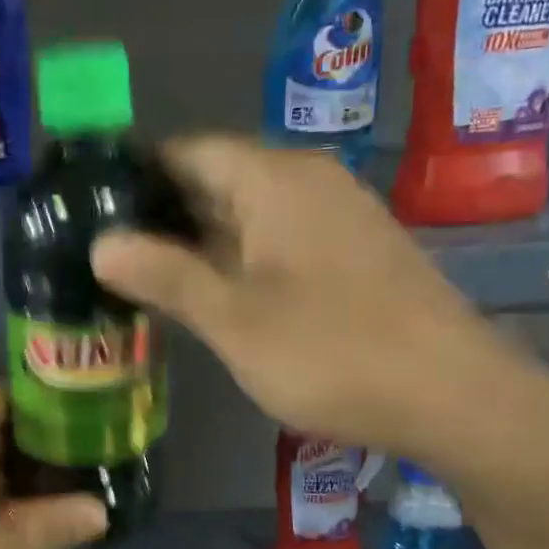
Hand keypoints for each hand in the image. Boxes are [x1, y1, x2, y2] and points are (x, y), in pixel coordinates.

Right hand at [92, 136, 508, 460]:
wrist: (455, 396)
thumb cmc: (332, 352)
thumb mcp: (233, 319)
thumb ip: (164, 276)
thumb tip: (100, 243)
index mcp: (274, 179)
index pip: (186, 151)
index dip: (136, 178)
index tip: (92, 213)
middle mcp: (308, 182)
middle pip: (216, 179)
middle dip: (162, 215)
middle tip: (109, 255)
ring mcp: (337, 216)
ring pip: (248, 213)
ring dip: (199, 241)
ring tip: (147, 279)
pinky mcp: (354, 252)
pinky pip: (279, 238)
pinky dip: (239, 258)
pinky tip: (215, 296)